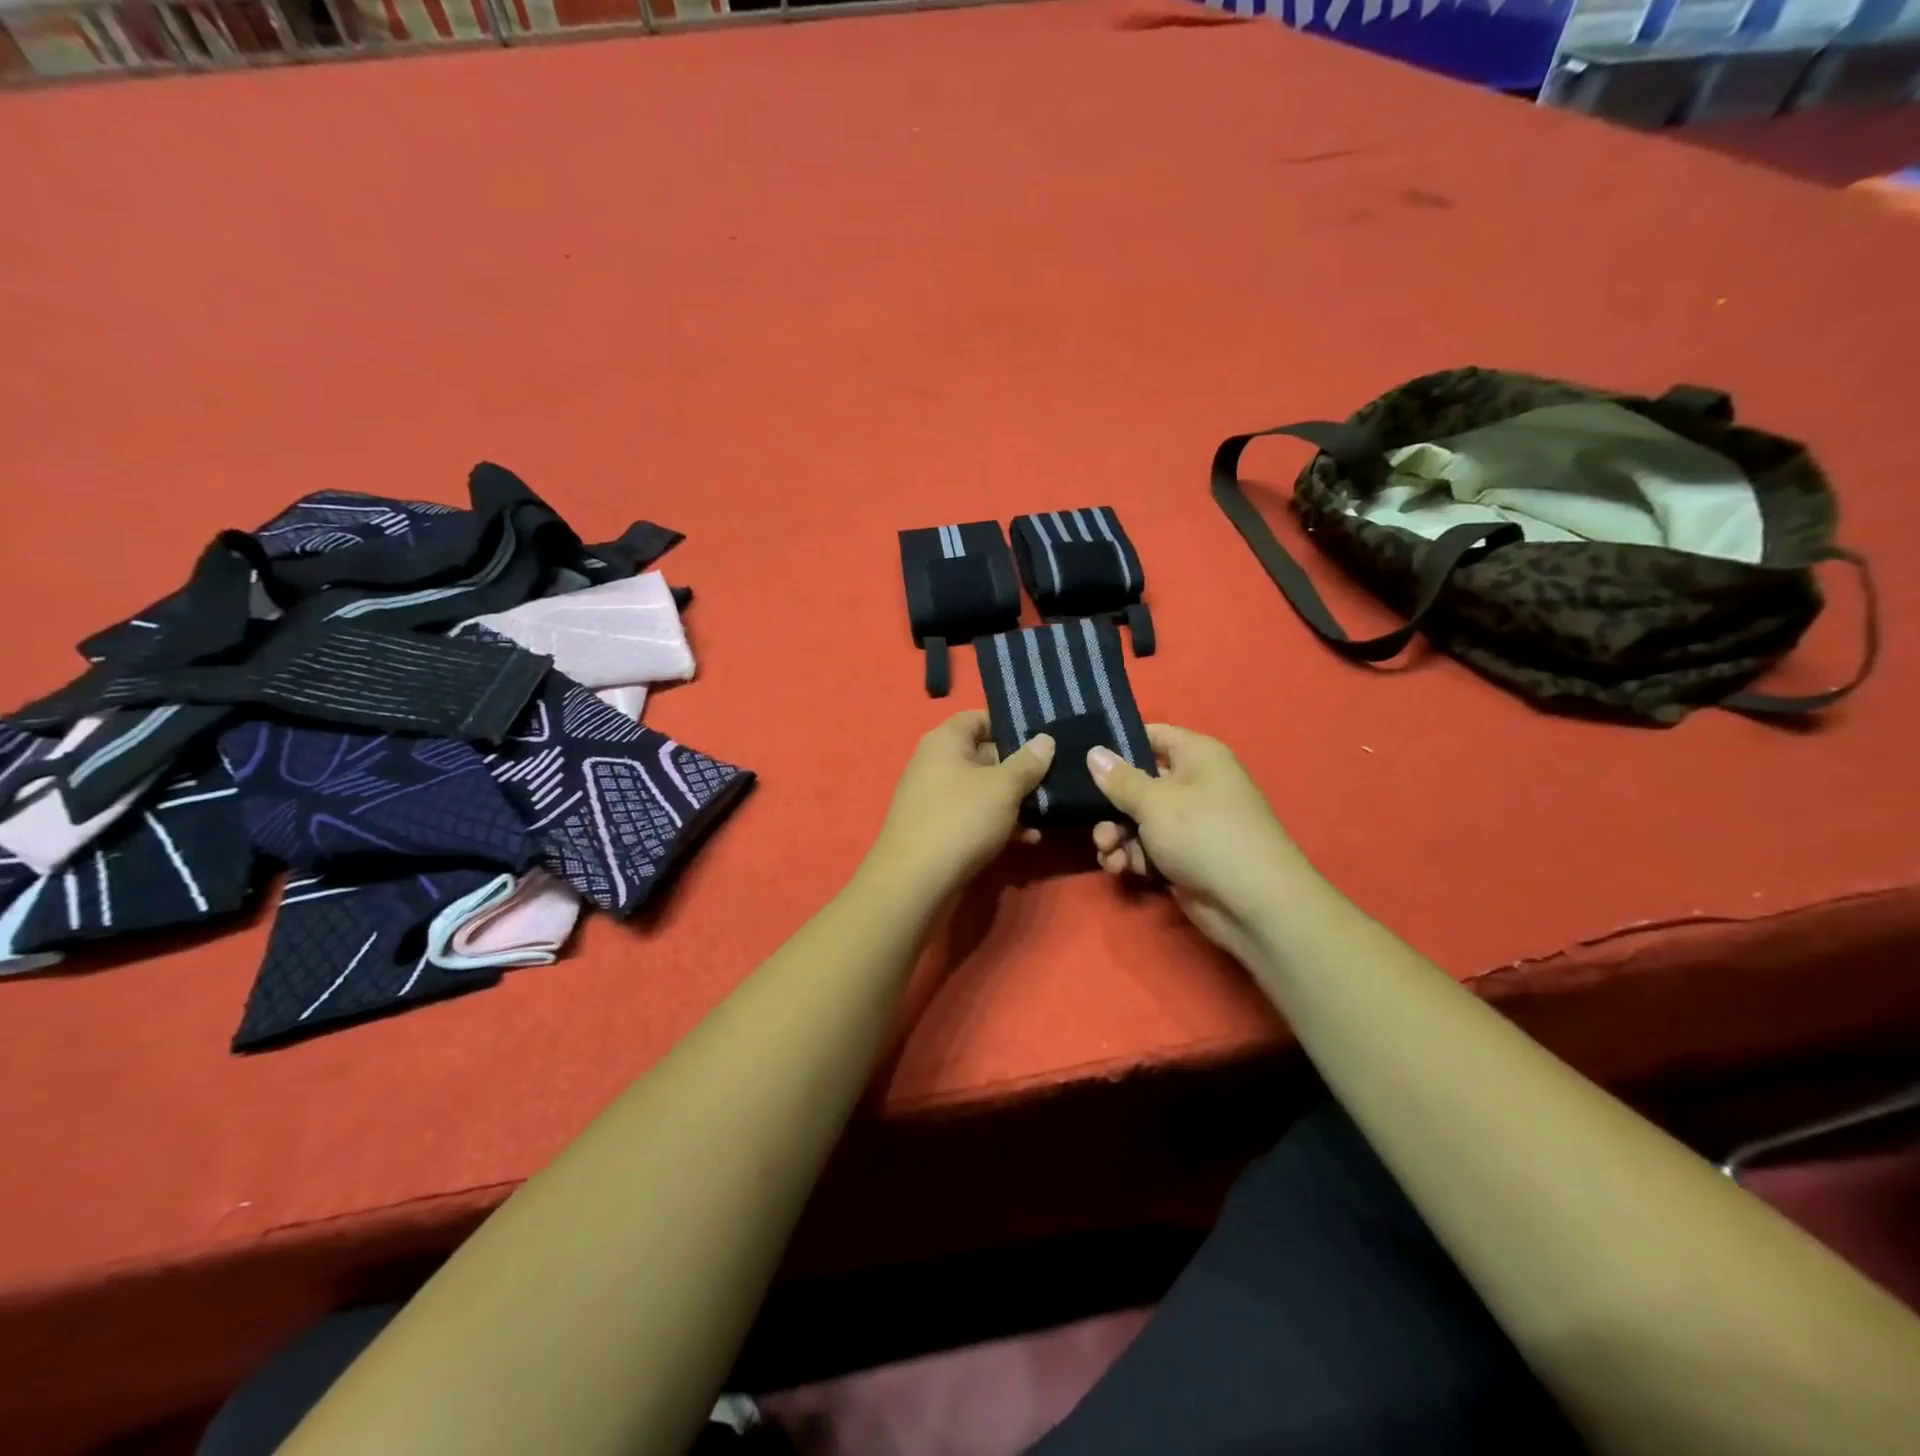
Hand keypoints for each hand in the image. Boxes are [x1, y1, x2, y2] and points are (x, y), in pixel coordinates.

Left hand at [864, 712, 1054, 899]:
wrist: (914, 881)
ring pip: (982, 789)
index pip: (979, 717)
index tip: (1043, 739)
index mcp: (945, 740)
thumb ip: (1028, 762)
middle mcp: (936, 763)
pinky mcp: (938, 828)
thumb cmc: (961, 819)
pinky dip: (999, 822)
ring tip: (1048, 809)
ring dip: (1014, 799)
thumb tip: (1045, 739)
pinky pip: (974, 816)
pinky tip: (1028, 838)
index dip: (1011, 725)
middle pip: (984, 754)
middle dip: (1019, 767)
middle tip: (1055, 776)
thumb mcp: (1003, 787)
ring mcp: (935, 797)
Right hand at [1086, 725, 1311, 969]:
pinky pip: (1146, 848)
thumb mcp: (1155, 802)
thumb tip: (1094, 752)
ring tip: (1109, 853)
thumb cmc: (1204, 834)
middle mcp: (1193, 784)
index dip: (1118, 743)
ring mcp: (1189, 823)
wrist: (1252, 903)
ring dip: (1115, 836)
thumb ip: (1119, 779)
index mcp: (1197, 755)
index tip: (1083, 757)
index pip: (1151, 735)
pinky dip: (1131, 857)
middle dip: (1109, 805)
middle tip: (1090, 820)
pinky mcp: (1183, 857)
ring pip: (1136, 820)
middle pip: (1137, 783)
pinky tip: (1121, 869)